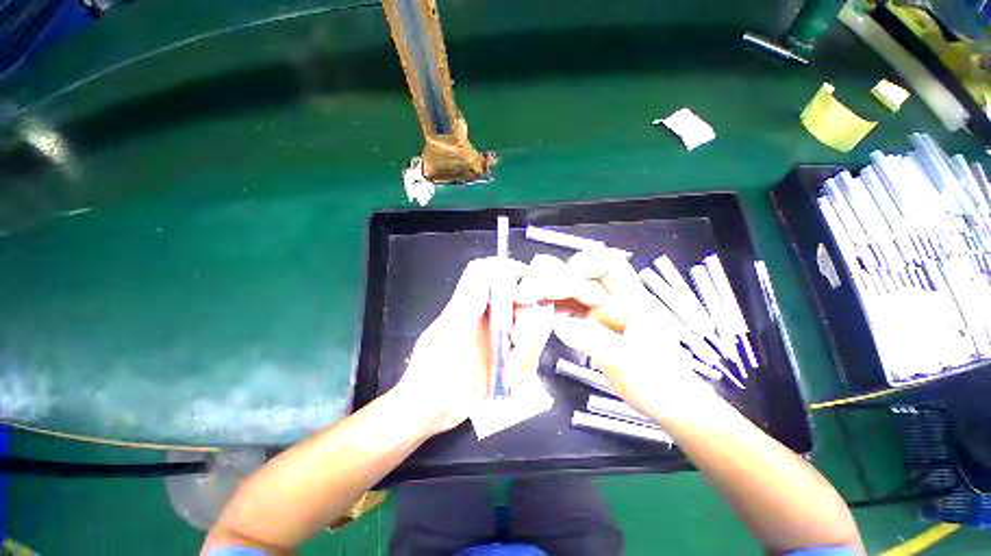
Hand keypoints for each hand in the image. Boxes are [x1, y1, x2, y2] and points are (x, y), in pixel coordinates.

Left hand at [392, 256, 540, 434]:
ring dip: (526, 353)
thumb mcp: (448, 334)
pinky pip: (530, 356)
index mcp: (472, 304)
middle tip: (517, 342)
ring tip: (508, 371)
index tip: (529, 288)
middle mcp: (489, 317)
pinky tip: (509, 381)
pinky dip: (525, 369)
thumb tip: (483, 268)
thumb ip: (467, 302)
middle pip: (523, 303)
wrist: (433, 410)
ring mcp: (499, 339)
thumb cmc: (432, 371)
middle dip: (529, 324)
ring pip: (532, 331)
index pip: (494, 274)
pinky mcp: (507, 359)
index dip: (514, 272)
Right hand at [517, 249, 713, 418]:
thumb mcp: (626, 361)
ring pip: (574, 290)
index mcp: (631, 299)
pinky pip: (572, 307)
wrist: (666, 400)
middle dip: (558, 280)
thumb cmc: (657, 380)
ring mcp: (603, 311)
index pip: (608, 264)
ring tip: (534, 300)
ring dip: (554, 293)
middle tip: (535, 293)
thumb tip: (560, 323)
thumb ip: (593, 340)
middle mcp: (615, 299)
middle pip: (584, 275)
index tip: (563, 280)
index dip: (583, 264)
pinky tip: (547, 315)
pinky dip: (557, 307)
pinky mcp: (595, 323)